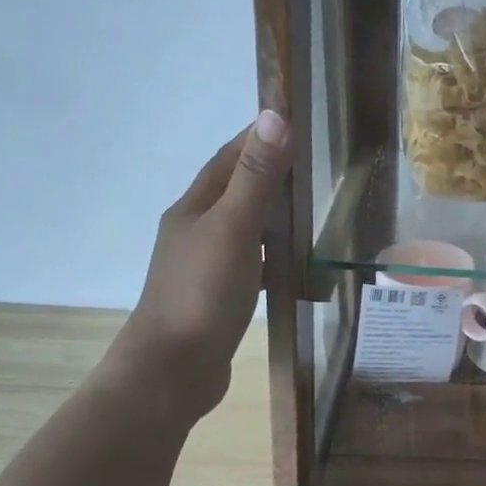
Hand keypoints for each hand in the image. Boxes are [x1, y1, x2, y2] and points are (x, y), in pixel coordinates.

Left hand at [105, 111, 291, 421]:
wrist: (172, 369)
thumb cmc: (202, 292)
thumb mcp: (234, 228)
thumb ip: (255, 177)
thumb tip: (273, 116)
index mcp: (193, 209)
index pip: (226, 160)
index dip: (255, 138)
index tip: (291, 121)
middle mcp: (194, 232)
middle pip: (232, 191)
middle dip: (266, 172)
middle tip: (312, 163)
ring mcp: (204, 267)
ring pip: (241, 227)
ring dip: (269, 212)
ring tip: (309, 206)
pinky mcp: (217, 297)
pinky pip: (249, 260)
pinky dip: (270, 251)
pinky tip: (290, 259)